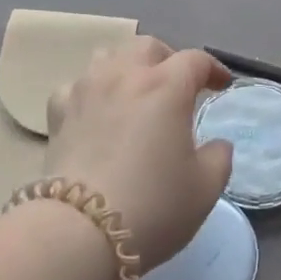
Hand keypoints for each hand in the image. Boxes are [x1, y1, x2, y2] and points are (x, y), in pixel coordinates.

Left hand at [44, 36, 234, 271]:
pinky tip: (95, 112)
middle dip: (168, 59)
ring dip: (127, 67)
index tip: (222, 86)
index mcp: (166, 86)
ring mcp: (87, 89)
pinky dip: (90, 92)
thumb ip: (219, 158)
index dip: (213, 69)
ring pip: (108, 56)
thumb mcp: (205, 188)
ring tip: (135, 92)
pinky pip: (76, 86)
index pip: (195, 60)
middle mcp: (125, 75)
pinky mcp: (58, 112)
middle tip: (178, 85)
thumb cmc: (153, 206)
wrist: (80, 232)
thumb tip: (217, 145)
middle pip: (148, 47)